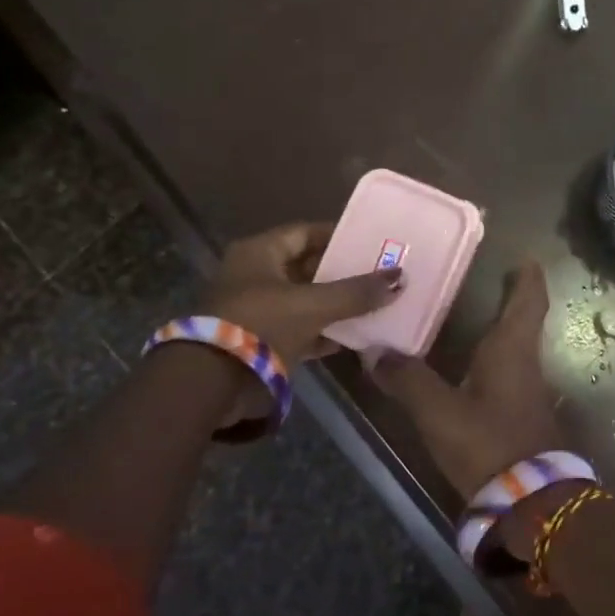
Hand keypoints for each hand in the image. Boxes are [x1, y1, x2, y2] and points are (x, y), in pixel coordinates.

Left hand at [202, 222, 402, 368]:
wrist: (214, 382)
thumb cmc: (261, 325)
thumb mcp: (313, 305)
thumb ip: (356, 293)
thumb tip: (400, 278)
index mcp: (259, 253)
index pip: (305, 233)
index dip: (338, 235)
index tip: (370, 241)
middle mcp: (256, 275)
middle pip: (307, 267)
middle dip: (342, 272)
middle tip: (380, 273)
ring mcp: (258, 310)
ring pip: (306, 300)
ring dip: (337, 304)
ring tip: (376, 302)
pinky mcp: (263, 341)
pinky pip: (301, 329)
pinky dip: (325, 332)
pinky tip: (356, 336)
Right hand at [369, 260, 565, 503]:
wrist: (529, 502)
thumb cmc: (488, 443)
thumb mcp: (439, 411)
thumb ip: (407, 380)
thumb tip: (374, 352)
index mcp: (512, 351)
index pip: (528, 303)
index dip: (528, 279)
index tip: (525, 259)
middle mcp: (525, 365)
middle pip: (523, 323)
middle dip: (510, 300)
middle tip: (485, 281)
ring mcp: (527, 392)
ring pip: (515, 349)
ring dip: (499, 331)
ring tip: (470, 318)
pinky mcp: (521, 417)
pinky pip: (507, 374)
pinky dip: (492, 361)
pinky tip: (469, 369)